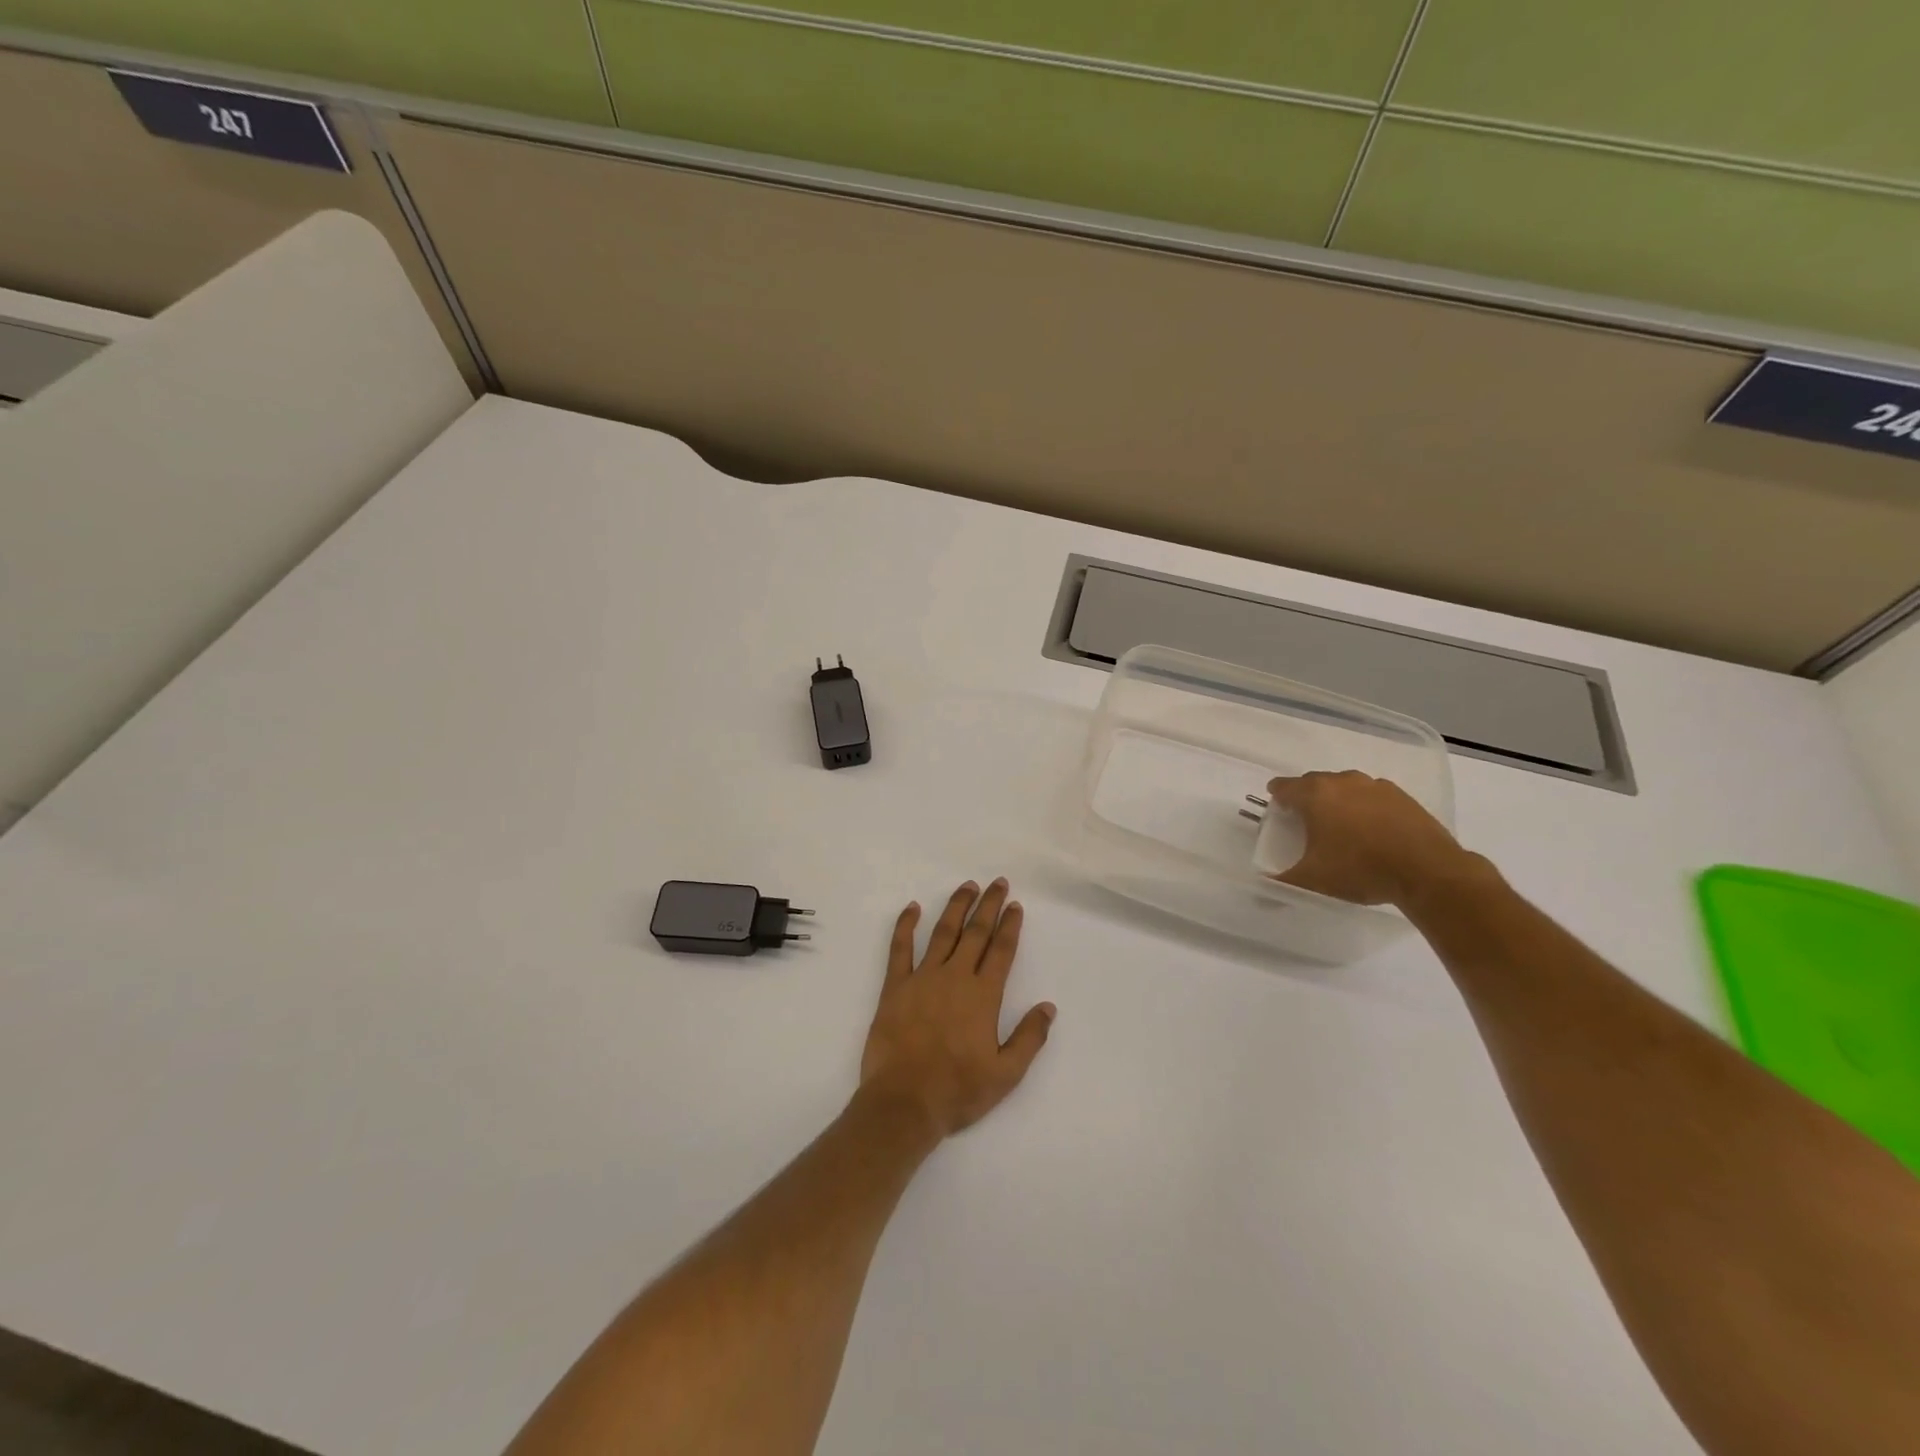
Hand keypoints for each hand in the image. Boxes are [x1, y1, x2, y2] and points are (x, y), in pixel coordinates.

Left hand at [859, 878, 1055, 1137]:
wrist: (904, 1102)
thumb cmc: (958, 1090)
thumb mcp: (1006, 1074)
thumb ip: (1029, 1037)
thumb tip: (1048, 1006)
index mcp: (983, 995)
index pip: (1001, 950)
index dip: (1009, 926)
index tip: (1015, 905)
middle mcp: (955, 977)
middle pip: (975, 933)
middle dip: (988, 905)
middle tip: (998, 882)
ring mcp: (922, 978)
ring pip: (943, 932)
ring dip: (956, 907)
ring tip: (967, 886)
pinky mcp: (895, 987)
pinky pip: (900, 948)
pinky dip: (905, 925)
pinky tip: (912, 907)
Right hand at [1267, 771, 1477, 907]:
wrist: (1427, 871)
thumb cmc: (1359, 869)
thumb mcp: (1312, 880)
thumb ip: (1282, 881)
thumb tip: (1262, 889)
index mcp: (1314, 795)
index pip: (1285, 786)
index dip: (1277, 796)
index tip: (1277, 807)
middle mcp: (1342, 781)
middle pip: (1314, 782)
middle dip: (1306, 797)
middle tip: (1305, 819)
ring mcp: (1375, 786)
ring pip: (1345, 786)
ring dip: (1337, 800)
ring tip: (1339, 824)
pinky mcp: (1402, 796)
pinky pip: (1372, 796)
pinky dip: (1365, 806)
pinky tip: (1371, 828)